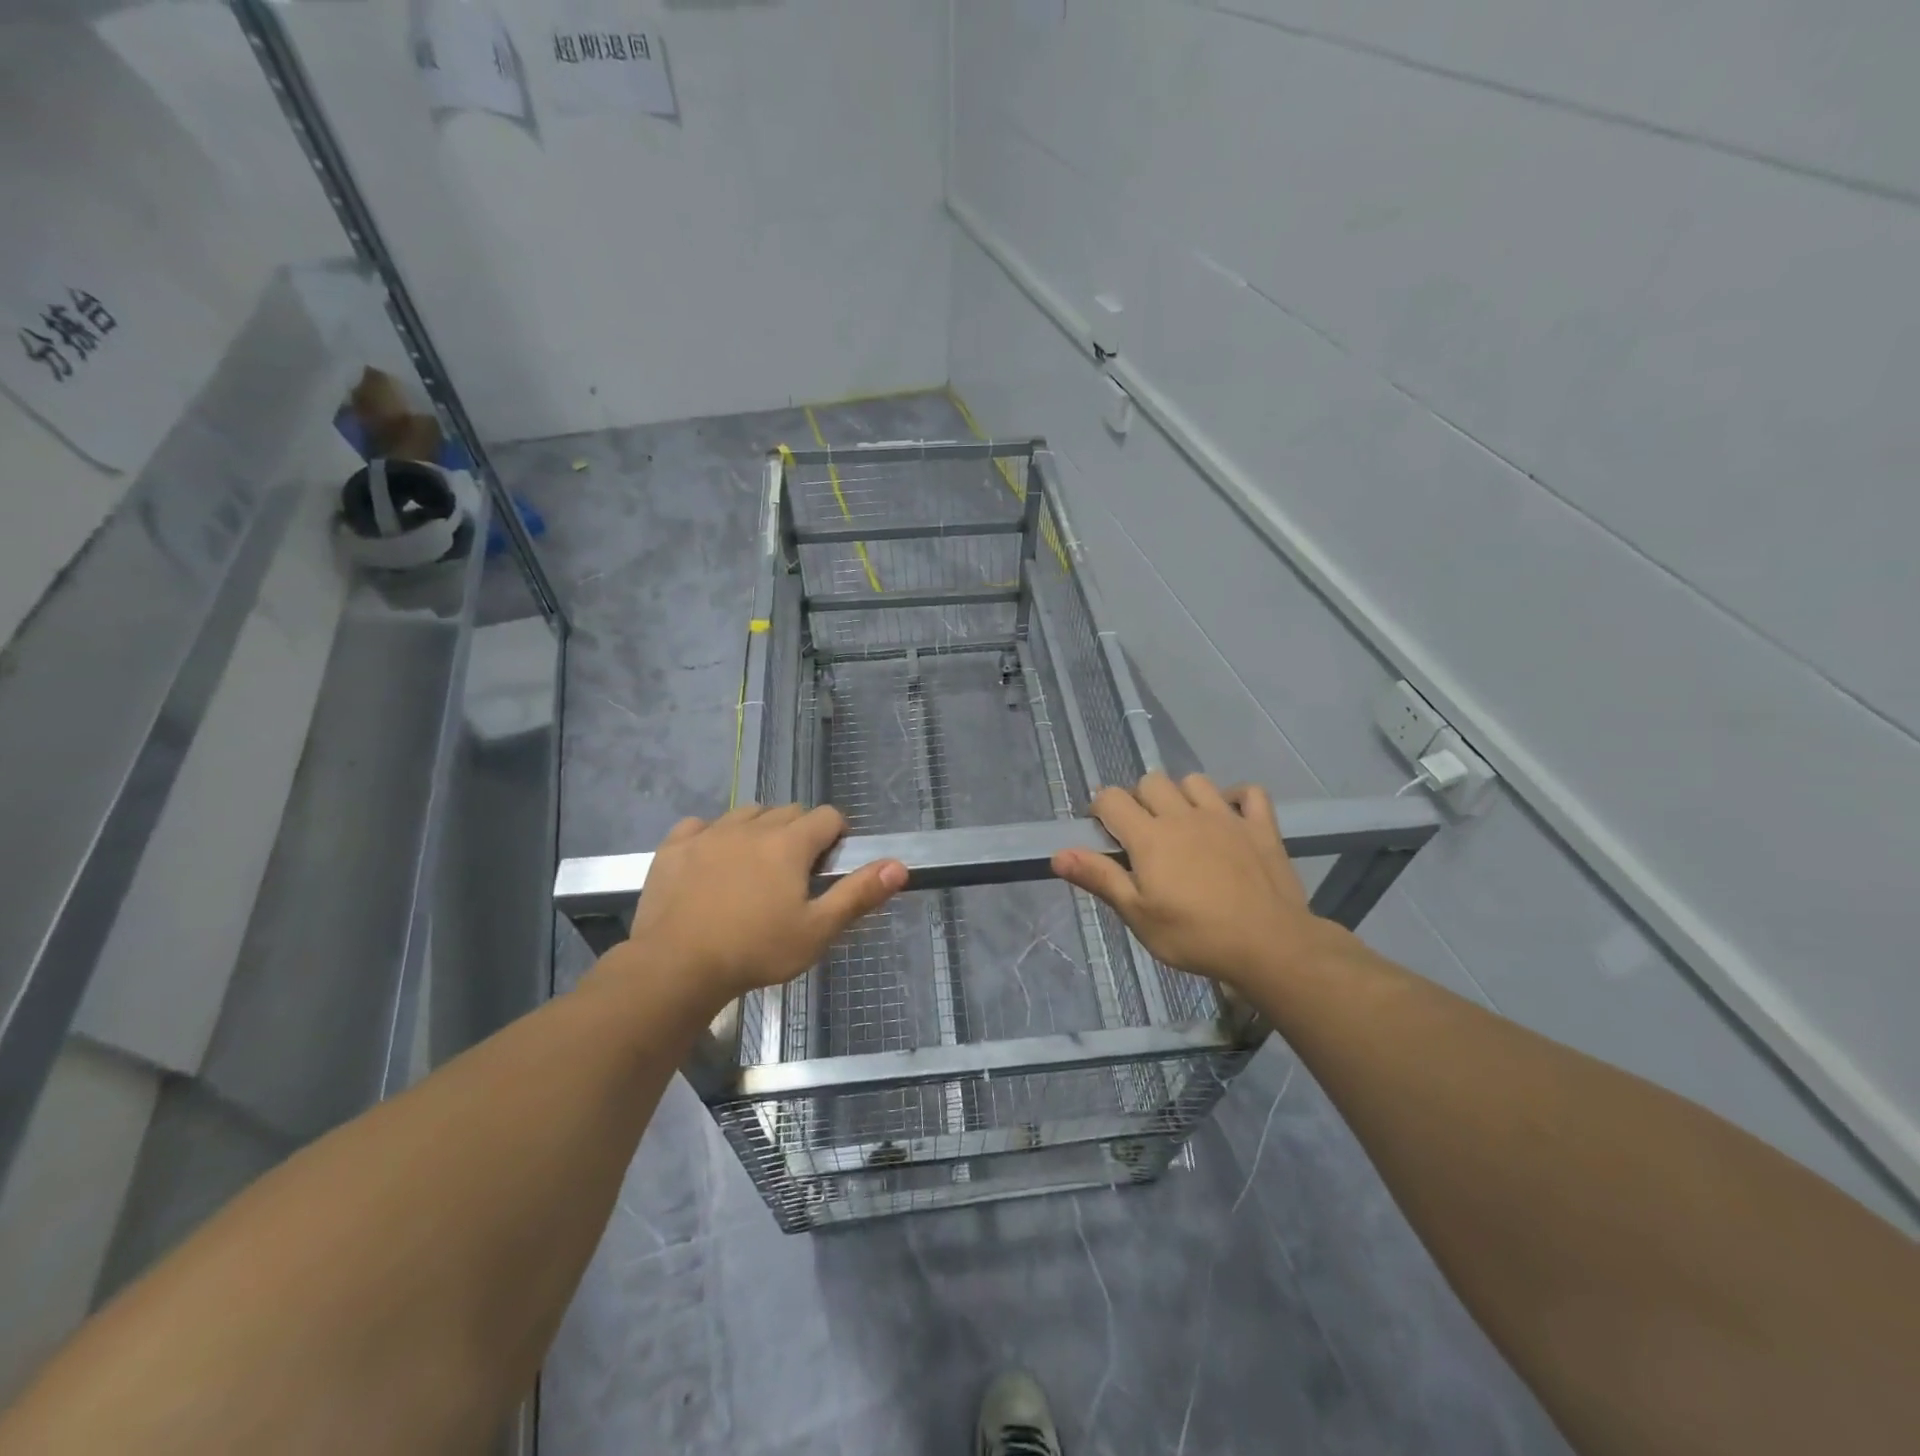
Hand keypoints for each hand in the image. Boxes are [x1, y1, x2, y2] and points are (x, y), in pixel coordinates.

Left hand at [613, 803, 906, 1013]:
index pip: (827, 816)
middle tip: (795, 875)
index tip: (830, 865)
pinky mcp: (674, 846)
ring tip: (755, 868)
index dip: (837, 835)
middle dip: (800, 834)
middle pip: (788, 812)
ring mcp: (709, 833)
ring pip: (746, 814)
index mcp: (789, 843)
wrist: (675, 967)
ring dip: (759, 830)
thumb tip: (899, 865)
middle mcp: (752, 826)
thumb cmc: (755, 951)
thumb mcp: (816, 931)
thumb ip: (858, 894)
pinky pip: (700, 825)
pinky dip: (712, 836)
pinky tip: (711, 863)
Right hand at [1051, 772, 1322, 992]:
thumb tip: (1057, 854)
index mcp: (1150, 837)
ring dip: (1183, 795)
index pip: (1112, 799)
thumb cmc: (1195, 935)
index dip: (1101, 809)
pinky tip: (1231, 816)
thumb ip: (1100, 878)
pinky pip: (1250, 794)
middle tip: (1143, 834)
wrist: (1269, 946)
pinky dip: (1237, 798)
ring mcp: (1225, 817)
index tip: (1104, 832)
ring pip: (1195, 781)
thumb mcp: (1138, 915)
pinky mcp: (1260, 827)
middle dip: (1140, 799)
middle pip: (1152, 781)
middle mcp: (1184, 815)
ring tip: (1184, 823)